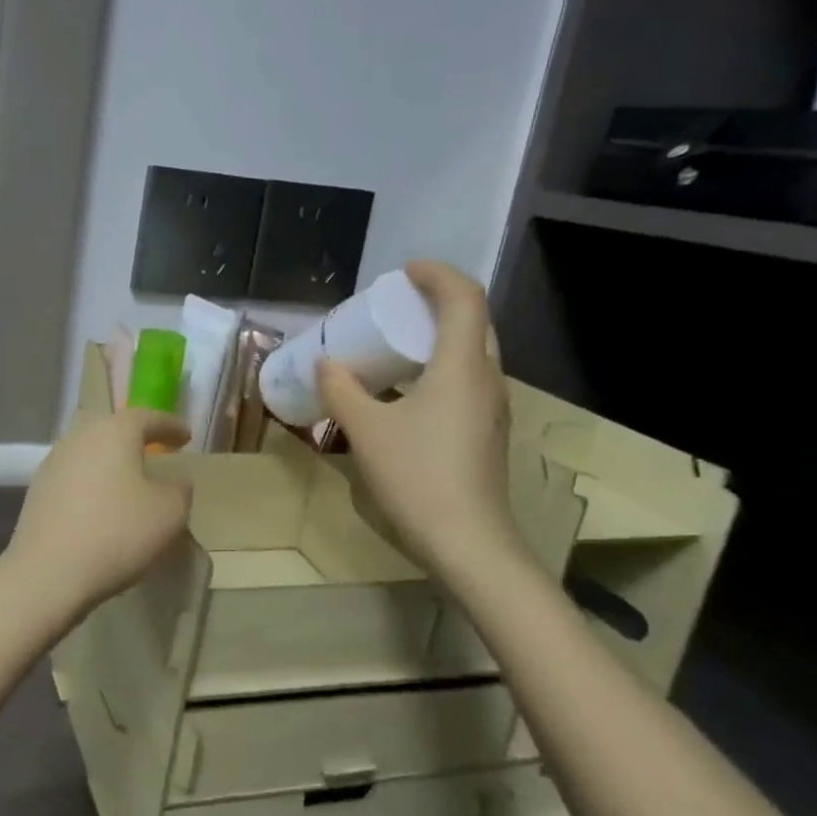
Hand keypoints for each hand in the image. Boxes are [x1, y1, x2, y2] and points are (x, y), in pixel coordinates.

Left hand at [4, 408, 190, 621]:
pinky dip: (93, 484)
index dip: (170, 426)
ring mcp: (53, 463)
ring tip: (131, 481)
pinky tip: (102, 505)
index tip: (186, 437)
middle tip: (157, 452)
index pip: (148, 417)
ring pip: (91, 453)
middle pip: (113, 430)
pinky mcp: (37, 491)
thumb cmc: (117, 533)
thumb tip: (175, 480)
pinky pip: (75, 477)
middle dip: (137, 439)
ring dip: (112, 463)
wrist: (48, 572)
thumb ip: (179, 489)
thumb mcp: (169, 512)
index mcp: (114, 431)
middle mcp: (79, 437)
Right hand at [318, 260, 525, 581]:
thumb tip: (326, 363)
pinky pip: (466, 379)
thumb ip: (341, 390)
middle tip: (396, 305)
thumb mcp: (366, 430)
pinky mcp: (486, 431)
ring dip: (438, 335)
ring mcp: (491, 408)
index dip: (436, 274)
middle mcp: (486, 378)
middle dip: (437, 301)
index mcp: (462, 366)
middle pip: (473, 320)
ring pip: (472, 351)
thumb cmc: (417, 476)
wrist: (468, 543)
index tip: (403, 272)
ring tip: (396, 342)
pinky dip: (439, 365)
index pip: (463, 297)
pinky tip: (406, 389)